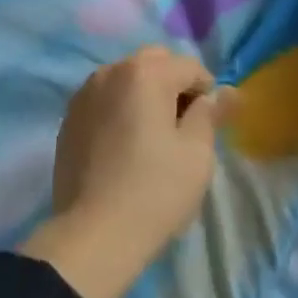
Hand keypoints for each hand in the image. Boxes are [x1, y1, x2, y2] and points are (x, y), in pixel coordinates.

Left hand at [20, 46, 229, 297]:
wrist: (93, 234)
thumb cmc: (155, 191)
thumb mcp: (196, 154)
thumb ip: (211, 114)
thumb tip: (228, 92)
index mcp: (145, 72)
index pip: (189, 67)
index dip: (207, 93)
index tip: (208, 128)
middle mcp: (112, 70)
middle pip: (155, 63)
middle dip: (174, 85)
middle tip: (181, 128)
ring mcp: (85, 91)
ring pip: (126, 77)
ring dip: (145, 94)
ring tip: (151, 138)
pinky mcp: (69, 116)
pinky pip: (104, 98)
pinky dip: (120, 108)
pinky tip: (123, 146)